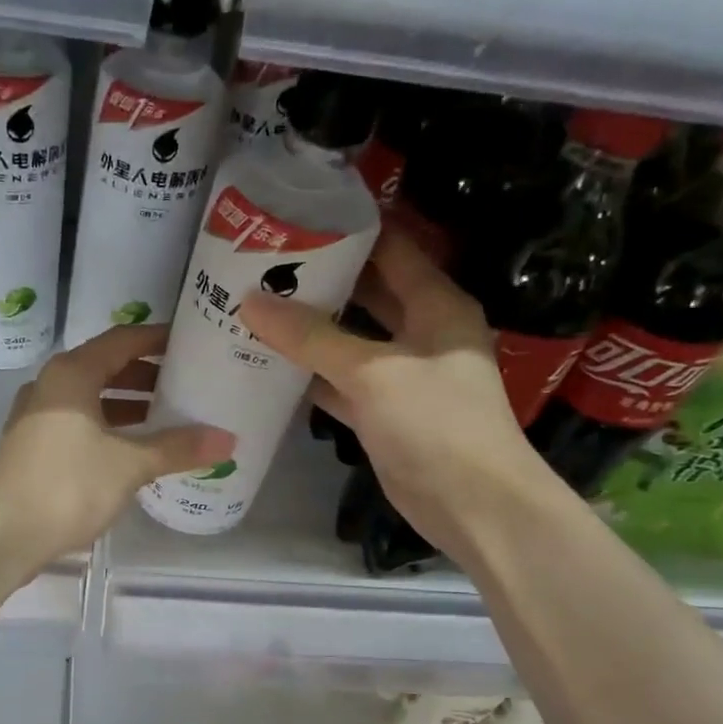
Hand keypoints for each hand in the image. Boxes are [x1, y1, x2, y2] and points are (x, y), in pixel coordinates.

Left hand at [0, 324, 234, 563]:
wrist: (5, 534)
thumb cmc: (69, 485)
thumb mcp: (130, 464)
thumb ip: (178, 448)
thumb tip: (227, 440)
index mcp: (71, 374)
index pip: (122, 341)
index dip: (157, 339)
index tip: (190, 343)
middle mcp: (49, 386)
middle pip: (104, 367)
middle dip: (145, 375)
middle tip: (184, 383)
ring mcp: (35, 417)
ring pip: (89, 399)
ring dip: (126, 404)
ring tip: (165, 416)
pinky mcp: (32, 447)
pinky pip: (77, 423)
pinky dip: (106, 427)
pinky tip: (131, 449)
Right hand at [238, 225, 542, 548]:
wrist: (472, 505)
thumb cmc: (435, 424)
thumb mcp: (373, 372)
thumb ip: (312, 338)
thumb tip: (251, 302)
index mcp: (436, 305)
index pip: (391, 249)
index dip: (349, 230)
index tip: (297, 218)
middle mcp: (421, 332)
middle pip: (368, 293)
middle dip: (321, 280)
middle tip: (264, 264)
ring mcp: (402, 376)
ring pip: (350, 341)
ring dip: (311, 330)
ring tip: (257, 307)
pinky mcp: (384, 414)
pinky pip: (341, 383)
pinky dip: (311, 376)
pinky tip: (270, 365)